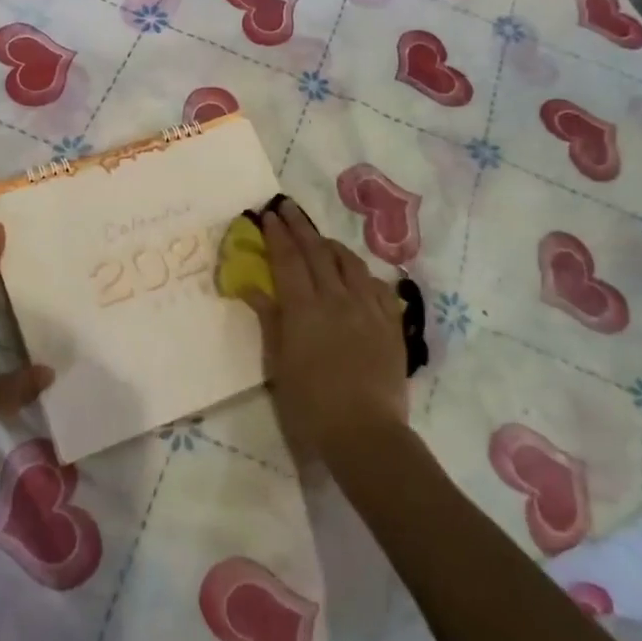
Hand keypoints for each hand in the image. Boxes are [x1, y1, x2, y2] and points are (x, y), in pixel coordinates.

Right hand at [241, 201, 408, 461]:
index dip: (277, 234)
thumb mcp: (279, 363)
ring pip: (349, 263)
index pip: (288, 259)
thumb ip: (269, 320)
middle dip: (300, 227)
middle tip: (287, 207)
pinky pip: (376, 285)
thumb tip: (251, 287)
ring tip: (320, 239)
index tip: (268, 214)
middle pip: (317, 252)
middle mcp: (337, 299)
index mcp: (304, 308)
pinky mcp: (390, 324)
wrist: (365, 433)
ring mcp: (367, 309)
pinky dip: (361, 272)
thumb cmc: (311, 404)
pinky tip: (356, 274)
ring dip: (331, 245)